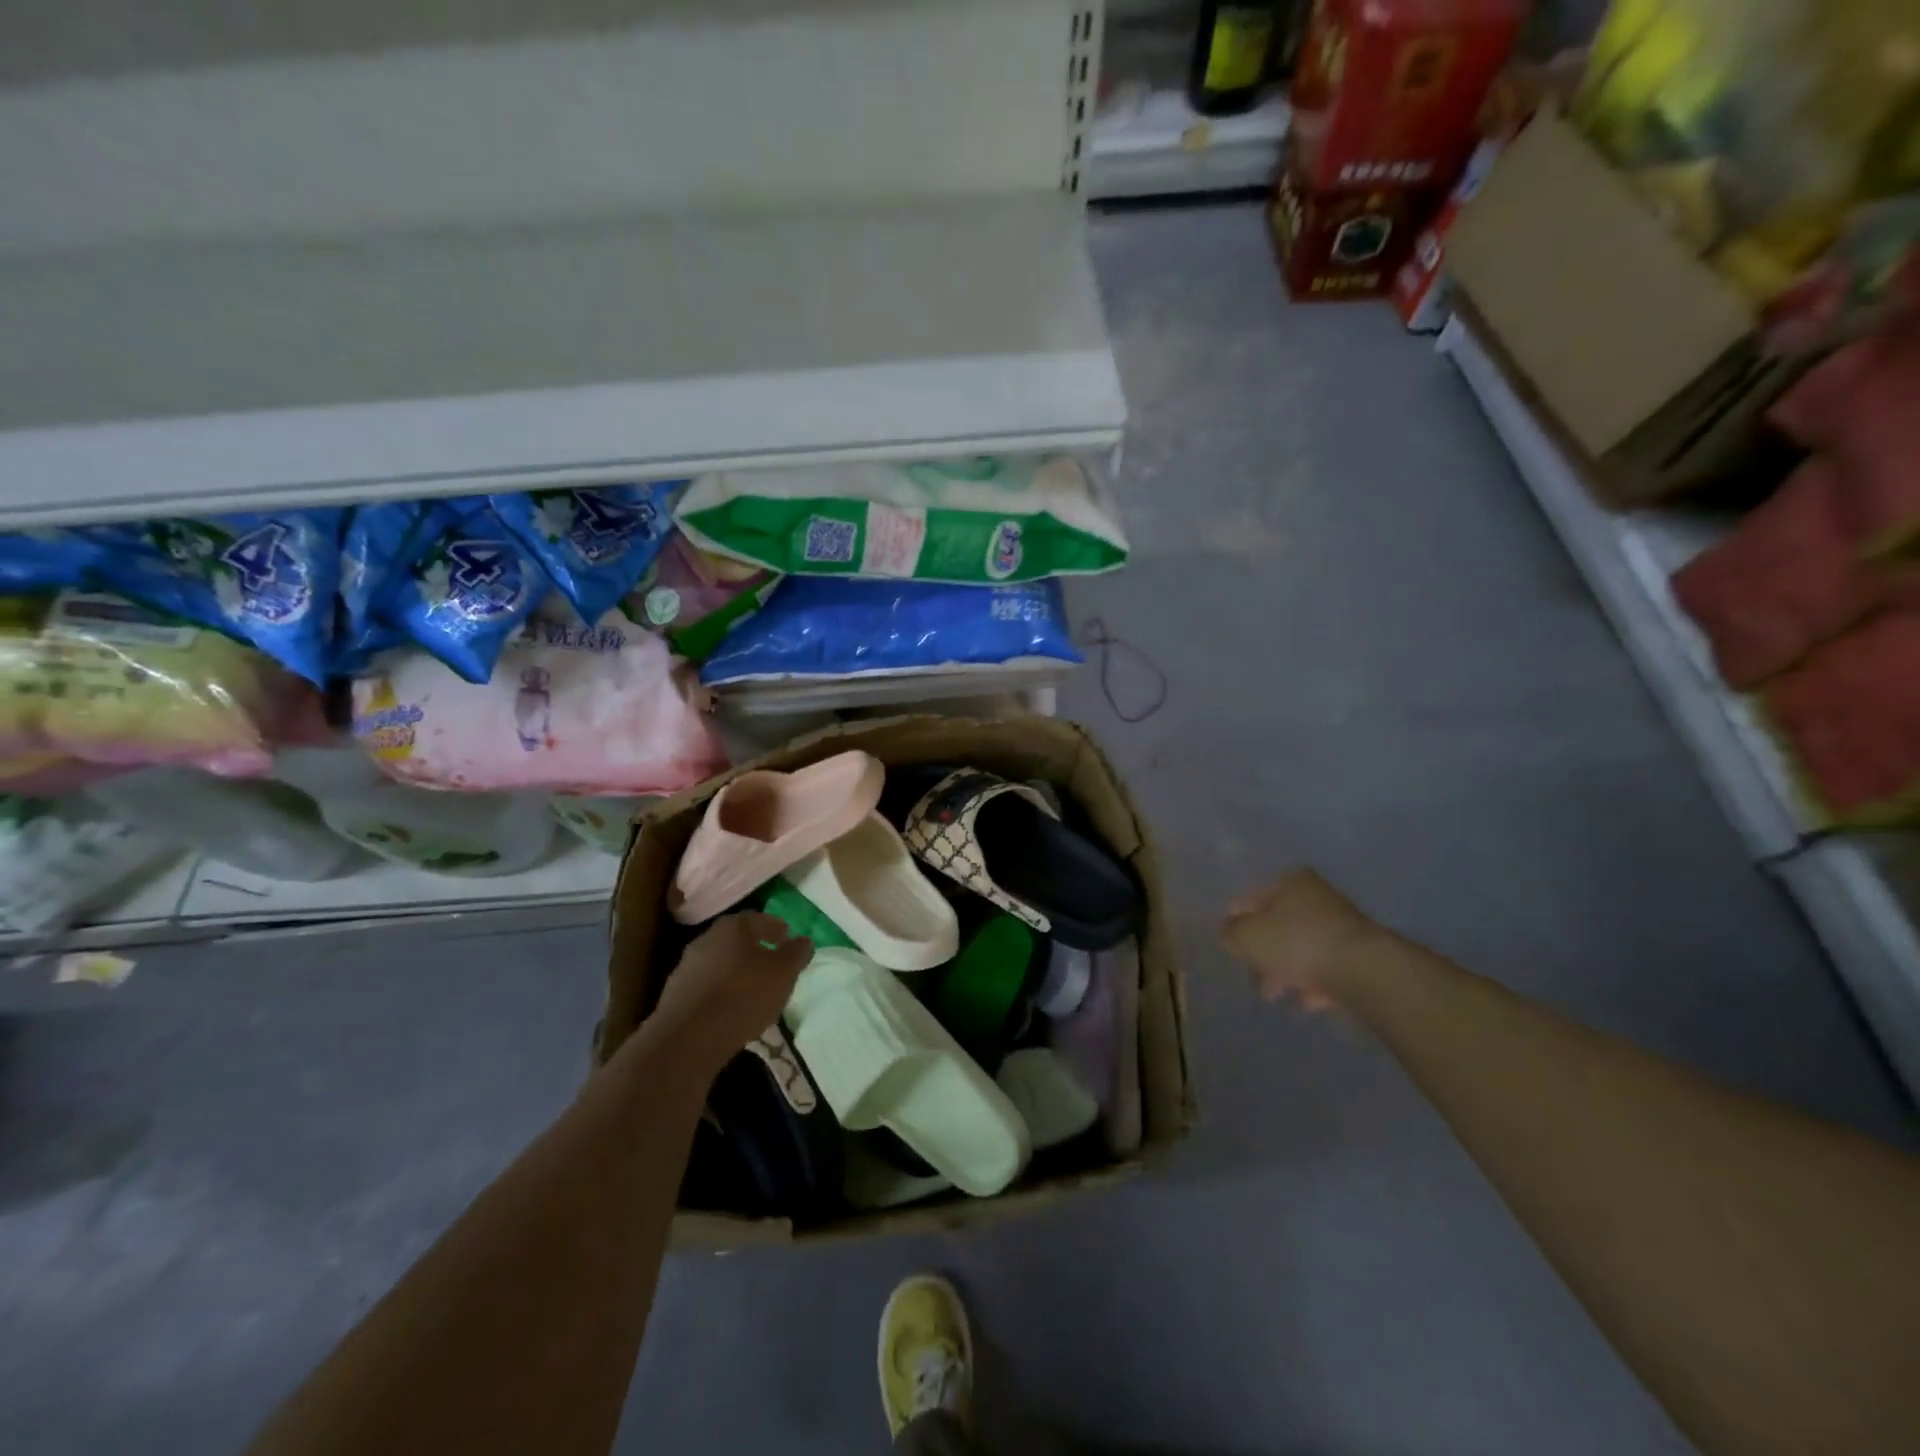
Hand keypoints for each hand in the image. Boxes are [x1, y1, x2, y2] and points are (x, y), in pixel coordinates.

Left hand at [651, 913, 813, 1069]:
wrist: (688, 1038)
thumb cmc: (744, 995)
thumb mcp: (783, 973)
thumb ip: (796, 953)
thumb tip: (803, 940)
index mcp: (732, 927)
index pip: (758, 918)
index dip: (775, 928)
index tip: (787, 938)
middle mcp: (706, 939)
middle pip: (736, 940)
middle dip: (755, 949)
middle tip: (772, 963)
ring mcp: (687, 967)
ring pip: (720, 963)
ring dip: (736, 972)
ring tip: (754, 990)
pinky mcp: (675, 995)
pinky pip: (707, 987)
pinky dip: (721, 992)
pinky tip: (731, 1008)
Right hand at [1220, 869, 1386, 1010]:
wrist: (1364, 971)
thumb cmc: (1297, 943)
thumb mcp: (1247, 937)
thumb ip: (1230, 934)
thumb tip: (1229, 934)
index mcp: (1291, 882)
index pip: (1251, 899)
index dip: (1234, 922)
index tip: (1227, 944)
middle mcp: (1318, 897)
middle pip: (1278, 926)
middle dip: (1263, 953)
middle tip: (1252, 976)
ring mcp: (1343, 926)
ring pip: (1302, 949)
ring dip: (1286, 971)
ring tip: (1275, 995)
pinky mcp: (1361, 956)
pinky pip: (1327, 968)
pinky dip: (1314, 984)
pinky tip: (1307, 1001)